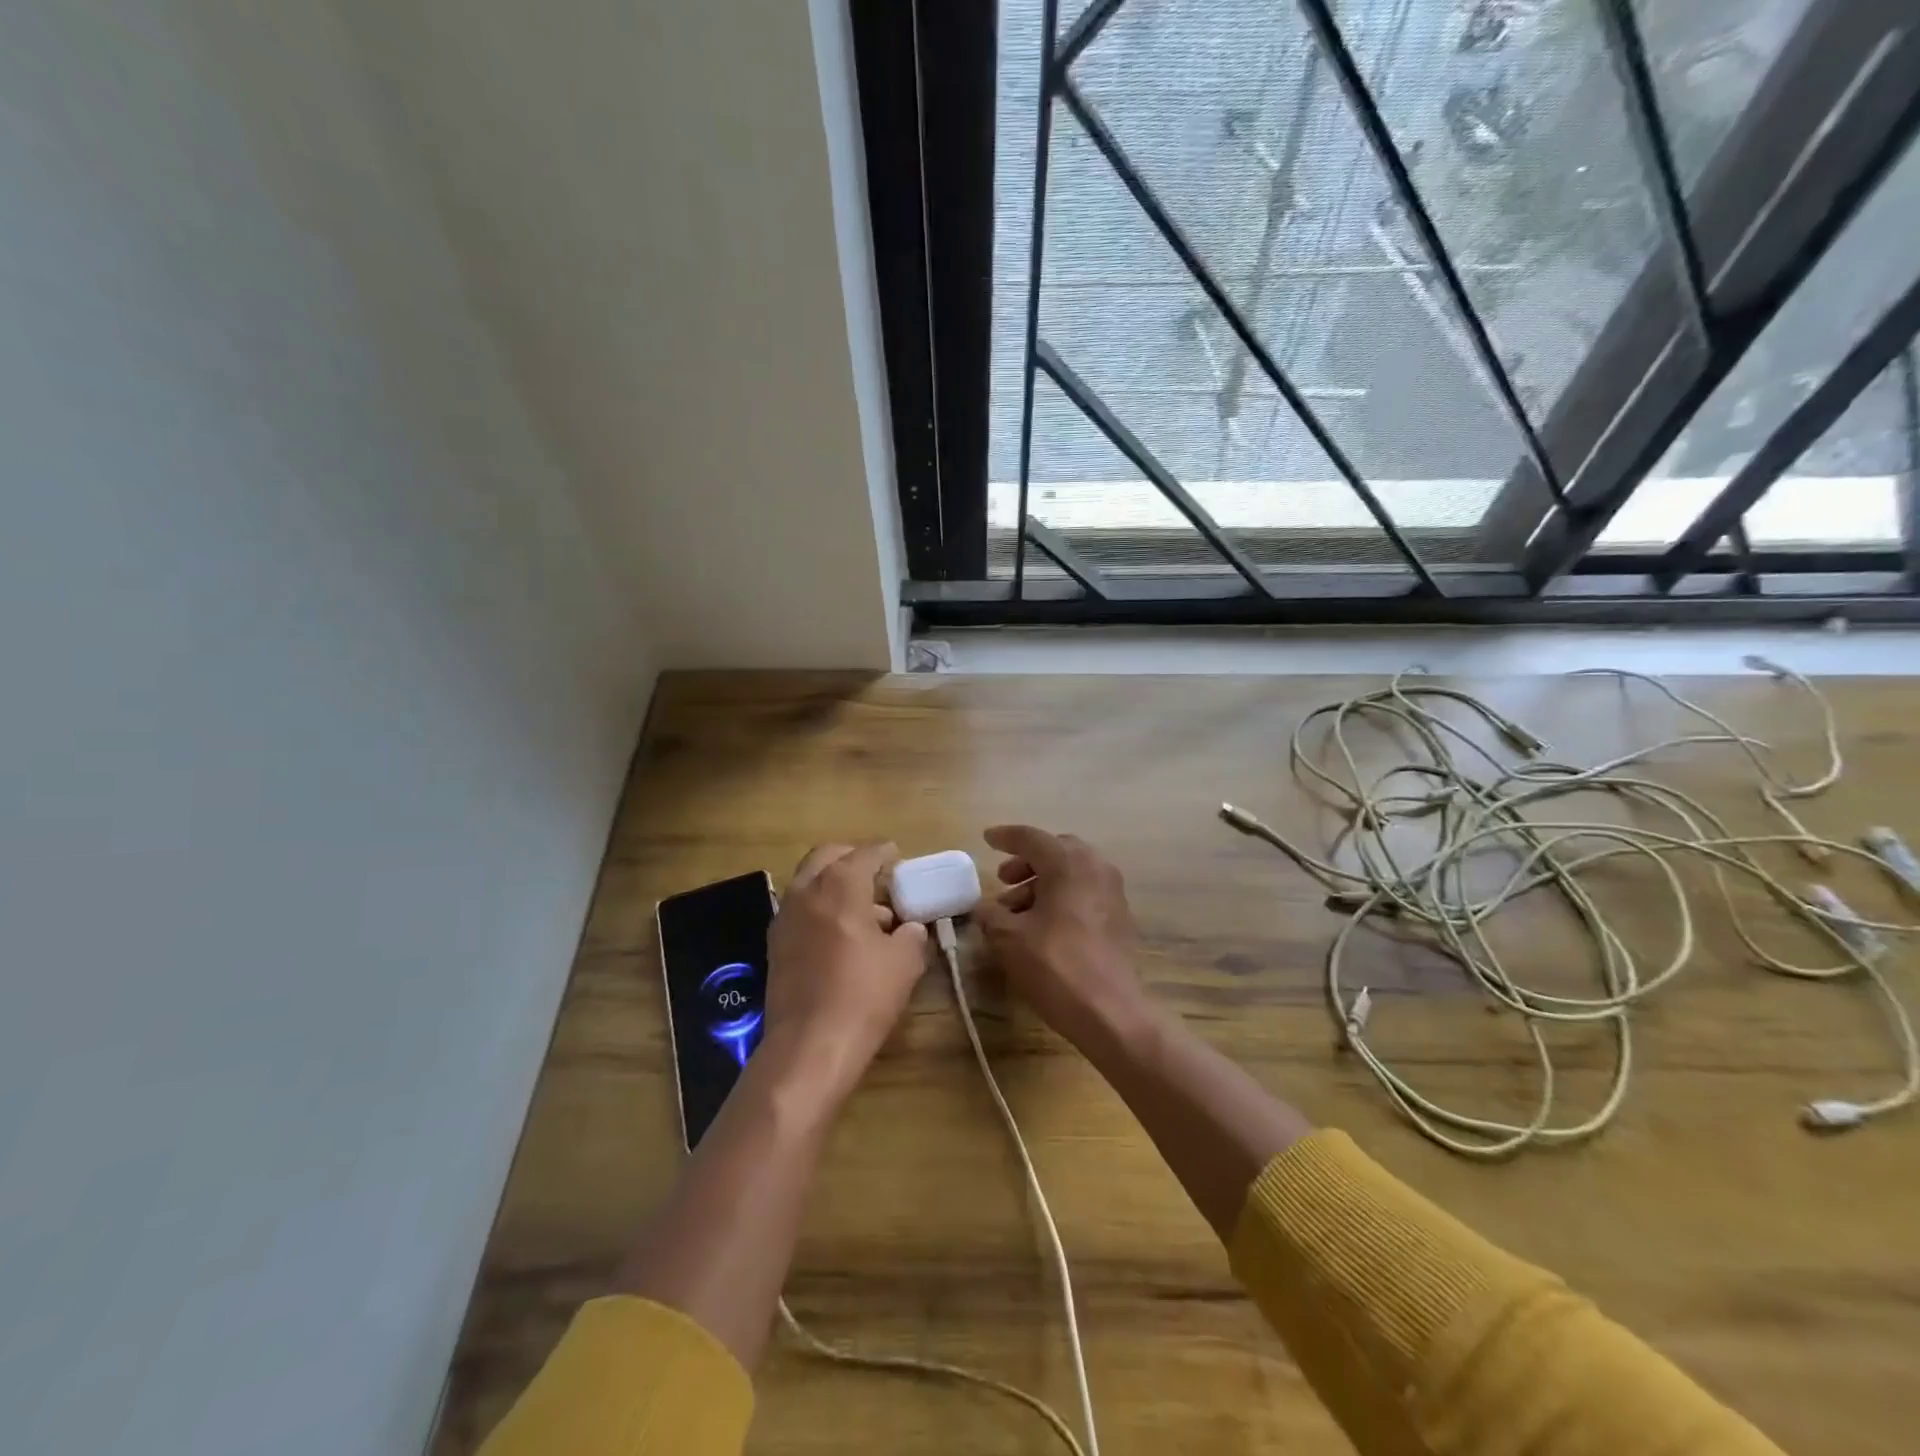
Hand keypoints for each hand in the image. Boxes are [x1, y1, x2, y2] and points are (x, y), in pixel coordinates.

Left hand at [763, 842, 927, 1106]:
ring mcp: (785, 917)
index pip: (866, 853)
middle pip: (828, 857)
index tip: (897, 856)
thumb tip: (908, 928)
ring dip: (834, 884)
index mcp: (840, 885)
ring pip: (809, 882)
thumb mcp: (905, 962)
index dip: (885, 852)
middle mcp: (807, 891)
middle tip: (875, 873)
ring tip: (864, 910)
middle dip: (852, 857)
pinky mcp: (774, 944)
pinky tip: (840, 935)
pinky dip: (820, 908)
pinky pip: (800, 910)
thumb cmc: (863, 995)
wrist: (809, 1045)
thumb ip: (911, 935)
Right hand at [974, 825, 1151, 1050]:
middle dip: (1027, 862)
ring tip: (1015, 911)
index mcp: (1068, 862)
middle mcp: (1095, 867)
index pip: (1031, 838)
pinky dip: (1061, 897)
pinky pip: (1084, 892)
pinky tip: (1042, 925)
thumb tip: (984, 908)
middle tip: (1004, 879)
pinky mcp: (1120, 916)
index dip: (1005, 837)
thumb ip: (991, 914)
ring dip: (1042, 883)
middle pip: (1056, 851)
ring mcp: (1113, 891)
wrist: (1111, 1012)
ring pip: (1071, 873)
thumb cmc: (1056, 965)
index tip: (987, 839)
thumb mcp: (1009, 938)